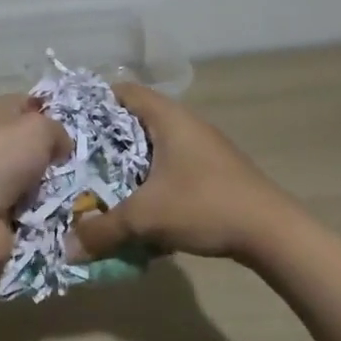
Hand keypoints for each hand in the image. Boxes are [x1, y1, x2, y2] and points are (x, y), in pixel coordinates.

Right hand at [72, 84, 308, 260]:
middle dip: (106, 140)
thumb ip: (103, 231)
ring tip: (102, 184)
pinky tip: (140, 206)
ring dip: (129, 163)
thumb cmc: (205, 205)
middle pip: (135, 120)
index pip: (122, 91)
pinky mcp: (214, 170)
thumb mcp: (146, 218)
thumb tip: (67, 249)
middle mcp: (185, 123)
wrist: (274, 233)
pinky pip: (171, 165)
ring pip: (154, 146)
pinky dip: (152, 179)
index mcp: (167, 117)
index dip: (92, 102)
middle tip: (78, 159)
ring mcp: (203, 147)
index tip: (68, 123)